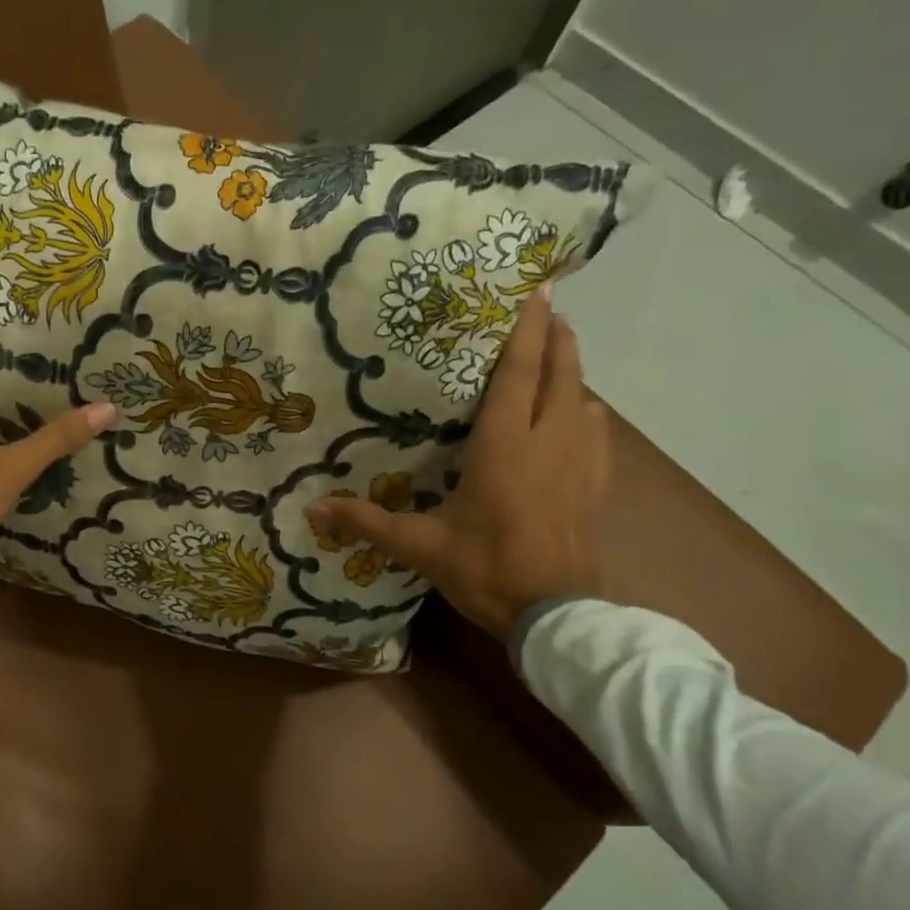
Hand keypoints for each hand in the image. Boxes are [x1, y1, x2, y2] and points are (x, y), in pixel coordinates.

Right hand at [304, 286, 609, 641]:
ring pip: (585, 400)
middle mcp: (548, 442)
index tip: (536, 294)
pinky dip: (589, 412)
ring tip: (559, 357)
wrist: (555, 615)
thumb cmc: (485, 569)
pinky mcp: (597, 487)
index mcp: (505, 446)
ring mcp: (581, 463)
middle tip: (551, 310)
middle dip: (558, 339)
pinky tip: (584, 414)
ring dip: (573, 373)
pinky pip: (599, 434)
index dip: (527, 333)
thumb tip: (310, 511)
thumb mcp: (419, 546)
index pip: (518, 375)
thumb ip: (366, 522)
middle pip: (562, 375)